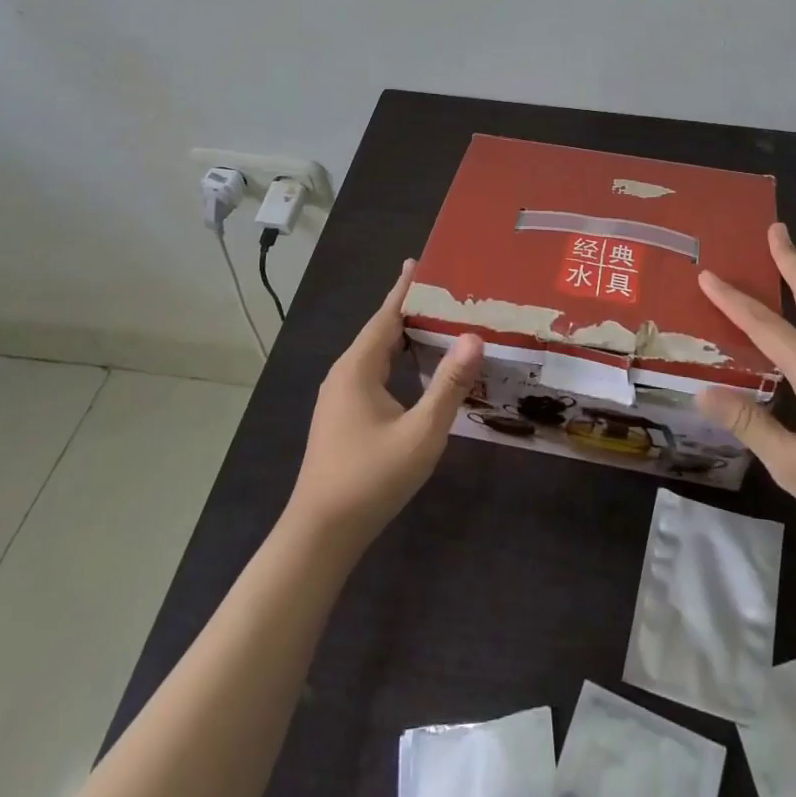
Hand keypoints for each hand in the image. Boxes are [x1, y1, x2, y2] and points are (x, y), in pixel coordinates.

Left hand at [285, 260, 483, 553]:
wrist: (320, 536)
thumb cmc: (371, 479)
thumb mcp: (421, 432)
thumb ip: (449, 384)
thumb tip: (474, 336)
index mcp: (358, 367)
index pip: (386, 314)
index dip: (406, 287)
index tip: (422, 260)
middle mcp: (345, 373)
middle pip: (381, 330)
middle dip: (411, 308)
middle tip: (447, 290)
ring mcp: (340, 396)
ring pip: (377, 353)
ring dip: (406, 335)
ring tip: (439, 320)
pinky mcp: (343, 415)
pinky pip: (374, 371)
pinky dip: (399, 358)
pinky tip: (419, 367)